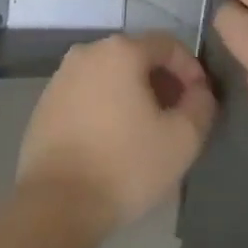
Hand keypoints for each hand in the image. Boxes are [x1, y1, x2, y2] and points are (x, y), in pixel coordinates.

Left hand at [16, 33, 217, 235]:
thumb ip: (201, 106)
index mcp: (120, 50)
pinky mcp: (46, 102)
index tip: (200, 101)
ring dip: (133, 95)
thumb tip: (199, 92)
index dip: (191, 69)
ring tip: (147, 132)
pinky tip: (114, 141)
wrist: (56, 203)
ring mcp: (61, 76)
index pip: (167, 44)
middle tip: (177, 117)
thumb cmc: (125, 164)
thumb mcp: (182, 139)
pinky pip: (87, 94)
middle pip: (136, 56)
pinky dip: (106, 106)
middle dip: (162, 82)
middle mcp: (87, 52)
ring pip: (110, 75)